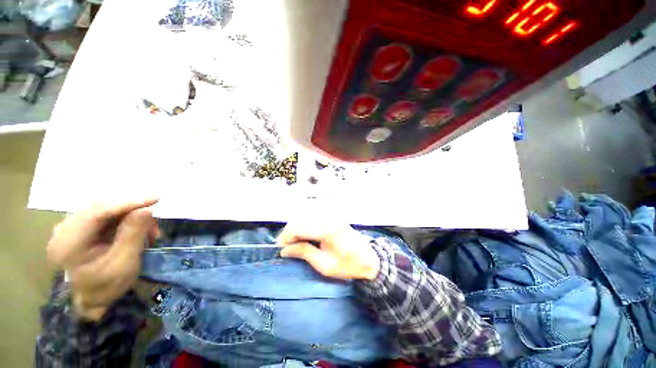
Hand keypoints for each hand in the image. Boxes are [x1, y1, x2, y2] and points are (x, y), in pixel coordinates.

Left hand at [47, 199, 158, 320]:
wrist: (91, 301)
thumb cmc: (106, 287)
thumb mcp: (123, 263)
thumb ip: (133, 235)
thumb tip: (146, 209)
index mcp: (68, 242)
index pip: (98, 212)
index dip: (128, 203)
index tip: (155, 199)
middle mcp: (64, 229)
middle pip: (101, 208)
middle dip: (132, 211)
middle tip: (155, 221)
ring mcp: (70, 228)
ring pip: (105, 210)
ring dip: (130, 216)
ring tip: (149, 229)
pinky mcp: (79, 229)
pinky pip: (104, 216)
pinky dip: (124, 220)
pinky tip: (137, 229)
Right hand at [277, 222, 379, 280]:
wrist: (369, 260)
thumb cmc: (348, 265)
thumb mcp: (324, 265)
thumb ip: (304, 253)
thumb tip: (284, 250)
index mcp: (327, 229)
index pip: (300, 227)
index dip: (286, 237)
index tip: (279, 247)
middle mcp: (328, 218)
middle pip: (301, 220)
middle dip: (290, 233)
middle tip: (287, 248)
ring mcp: (331, 217)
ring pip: (307, 219)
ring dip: (298, 230)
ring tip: (295, 245)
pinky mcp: (333, 218)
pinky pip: (314, 220)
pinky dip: (306, 228)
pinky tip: (306, 238)